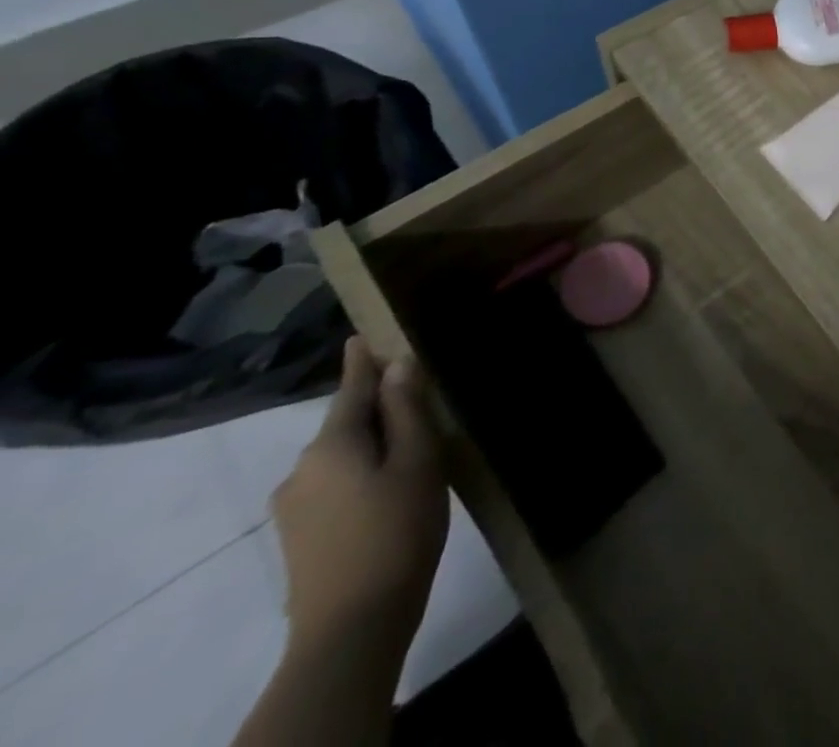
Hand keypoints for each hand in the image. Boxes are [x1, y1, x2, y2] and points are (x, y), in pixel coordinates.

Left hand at [272, 337, 449, 654]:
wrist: (352, 627)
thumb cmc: (396, 530)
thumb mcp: (417, 461)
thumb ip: (407, 410)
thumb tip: (399, 364)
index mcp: (331, 444)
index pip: (352, 387)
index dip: (363, 360)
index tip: (365, 333)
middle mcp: (302, 468)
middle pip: (346, 422)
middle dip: (378, 406)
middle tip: (421, 395)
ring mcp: (294, 506)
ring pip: (342, 455)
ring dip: (373, 442)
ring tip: (415, 445)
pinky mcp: (299, 536)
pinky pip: (335, 483)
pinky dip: (362, 471)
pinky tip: (391, 486)